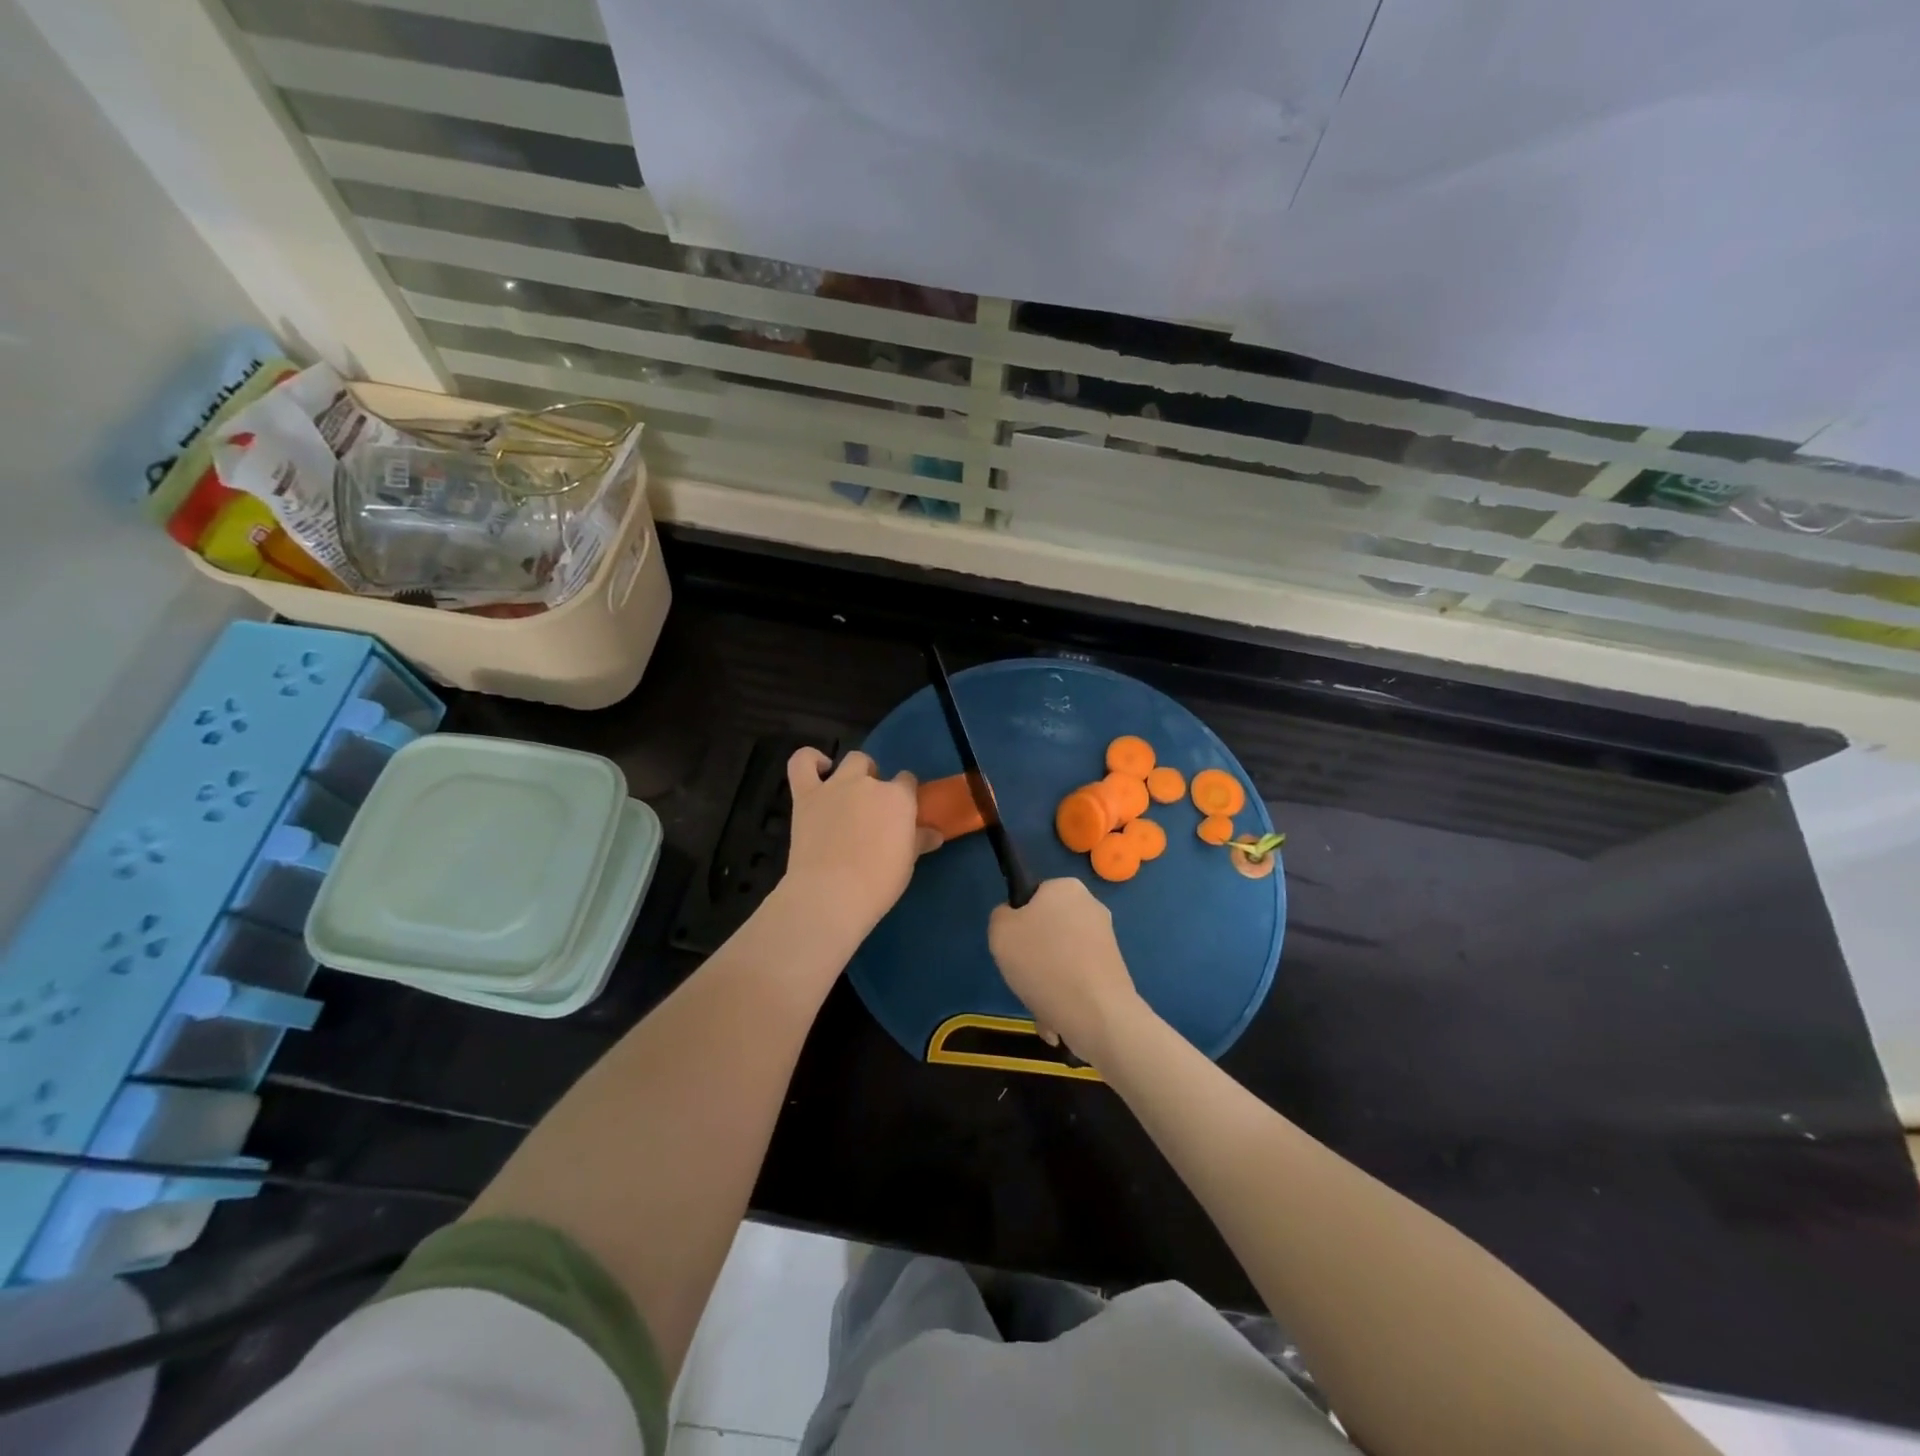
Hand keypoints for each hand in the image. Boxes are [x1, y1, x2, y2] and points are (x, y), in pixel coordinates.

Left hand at [781, 748, 939, 941]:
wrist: (831, 893)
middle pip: (876, 768)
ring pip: (850, 761)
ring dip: (853, 772)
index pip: (907, 781)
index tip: (902, 814)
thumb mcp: (907, 862)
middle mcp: (868, 783)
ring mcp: (835, 786)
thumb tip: (935, 834)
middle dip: (876, 782)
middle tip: (873, 811)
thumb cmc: (878, 882)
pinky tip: (820, 769)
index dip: (905, 795)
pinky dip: (811, 760)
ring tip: (849, 794)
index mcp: (898, 798)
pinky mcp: (806, 796)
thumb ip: (919, 841)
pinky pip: (802, 763)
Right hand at [989, 878, 1139, 1064]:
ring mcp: (1106, 939)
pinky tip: (1057, 1017)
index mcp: (1065, 887)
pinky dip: (1065, 994)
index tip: (1014, 946)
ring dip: (1047, 981)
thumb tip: (1015, 920)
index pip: (1032, 898)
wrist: (1097, 1013)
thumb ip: (1001, 916)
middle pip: (1048, 930)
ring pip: (1061, 958)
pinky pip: (1078, 978)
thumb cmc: (1043, 963)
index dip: (1018, 922)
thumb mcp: (1000, 932)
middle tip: (1025, 976)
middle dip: (1034, 957)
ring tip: (1042, 1005)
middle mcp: (1091, 906)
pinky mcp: (1114, 968)